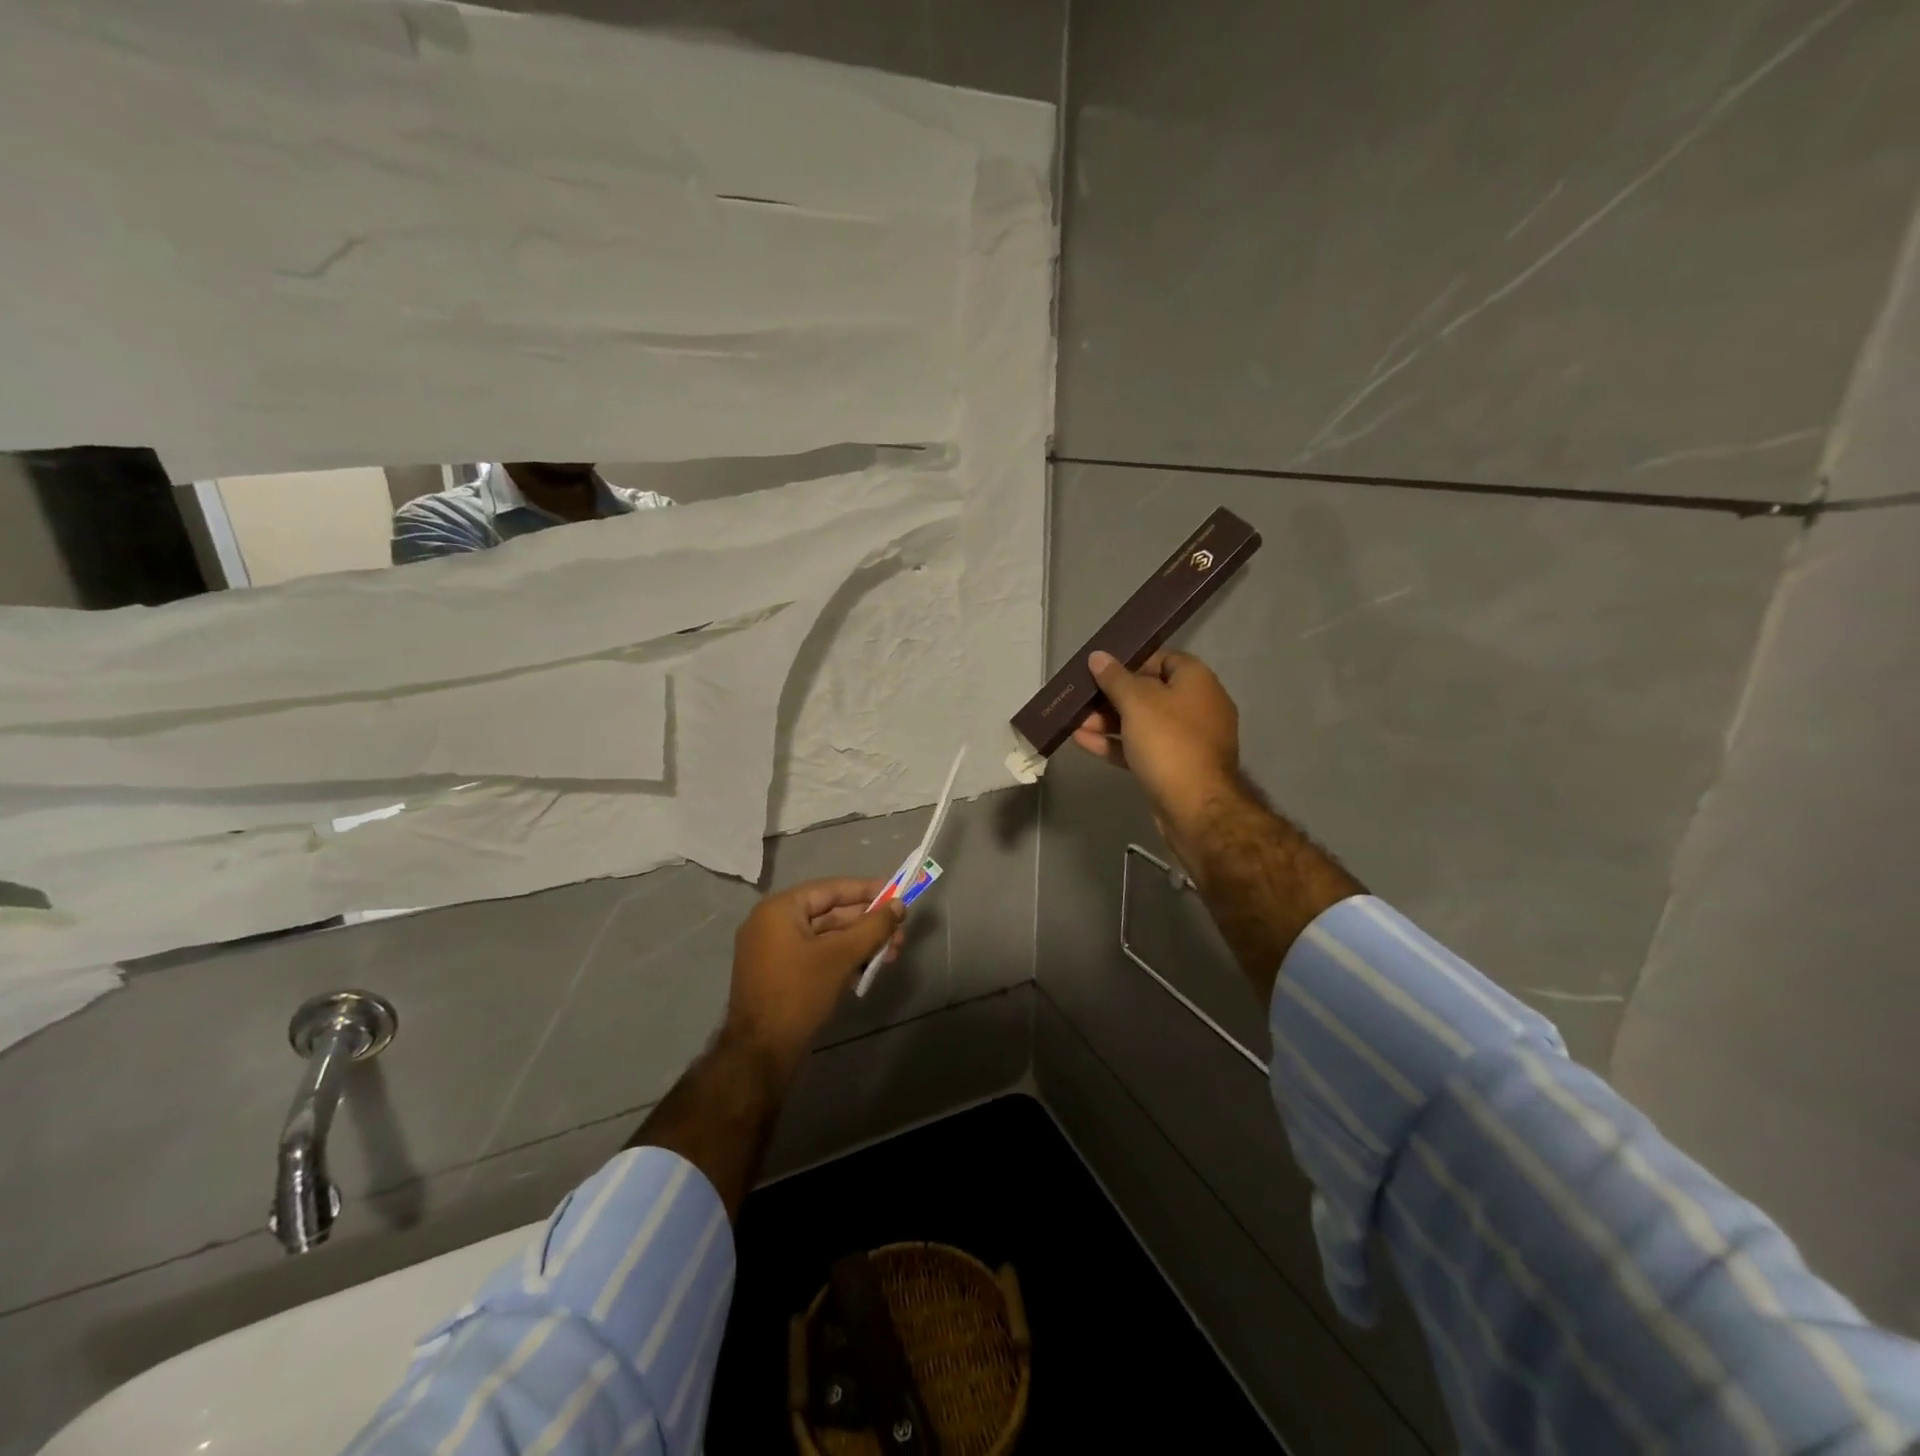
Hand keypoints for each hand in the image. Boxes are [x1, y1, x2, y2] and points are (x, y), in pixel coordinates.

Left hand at [724, 878, 905, 1080]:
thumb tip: (898, 905)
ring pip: (826, 937)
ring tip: (893, 953)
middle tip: (900, 930)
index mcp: (779, 910)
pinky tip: (869, 968)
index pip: (830, 889)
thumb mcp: (841, 956)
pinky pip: (816, 956)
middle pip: (829, 913)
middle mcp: (772, 924)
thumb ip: (873, 927)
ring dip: (859, 943)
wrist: (761, 1054)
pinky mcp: (779, 975)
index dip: (866, 890)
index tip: (896, 893)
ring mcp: (773, 951)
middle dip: (867, 922)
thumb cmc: (799, 993)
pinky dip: (842, 958)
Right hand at [1071, 650, 1241, 837]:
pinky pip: (1142, 747)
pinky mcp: (1174, 767)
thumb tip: (1099, 656)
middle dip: (1112, 696)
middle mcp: (1197, 707)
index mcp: (1197, 682)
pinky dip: (1116, 743)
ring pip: (1142, 723)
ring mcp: (1187, 740)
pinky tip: (1083, 742)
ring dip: (1108, 721)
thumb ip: (1115, 678)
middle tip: (1082, 699)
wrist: (1195, 808)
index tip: (1103, 669)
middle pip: (1150, 692)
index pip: (1164, 658)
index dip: (1132, 661)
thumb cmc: (1168, 742)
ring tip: (1075, 722)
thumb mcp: (1137, 702)